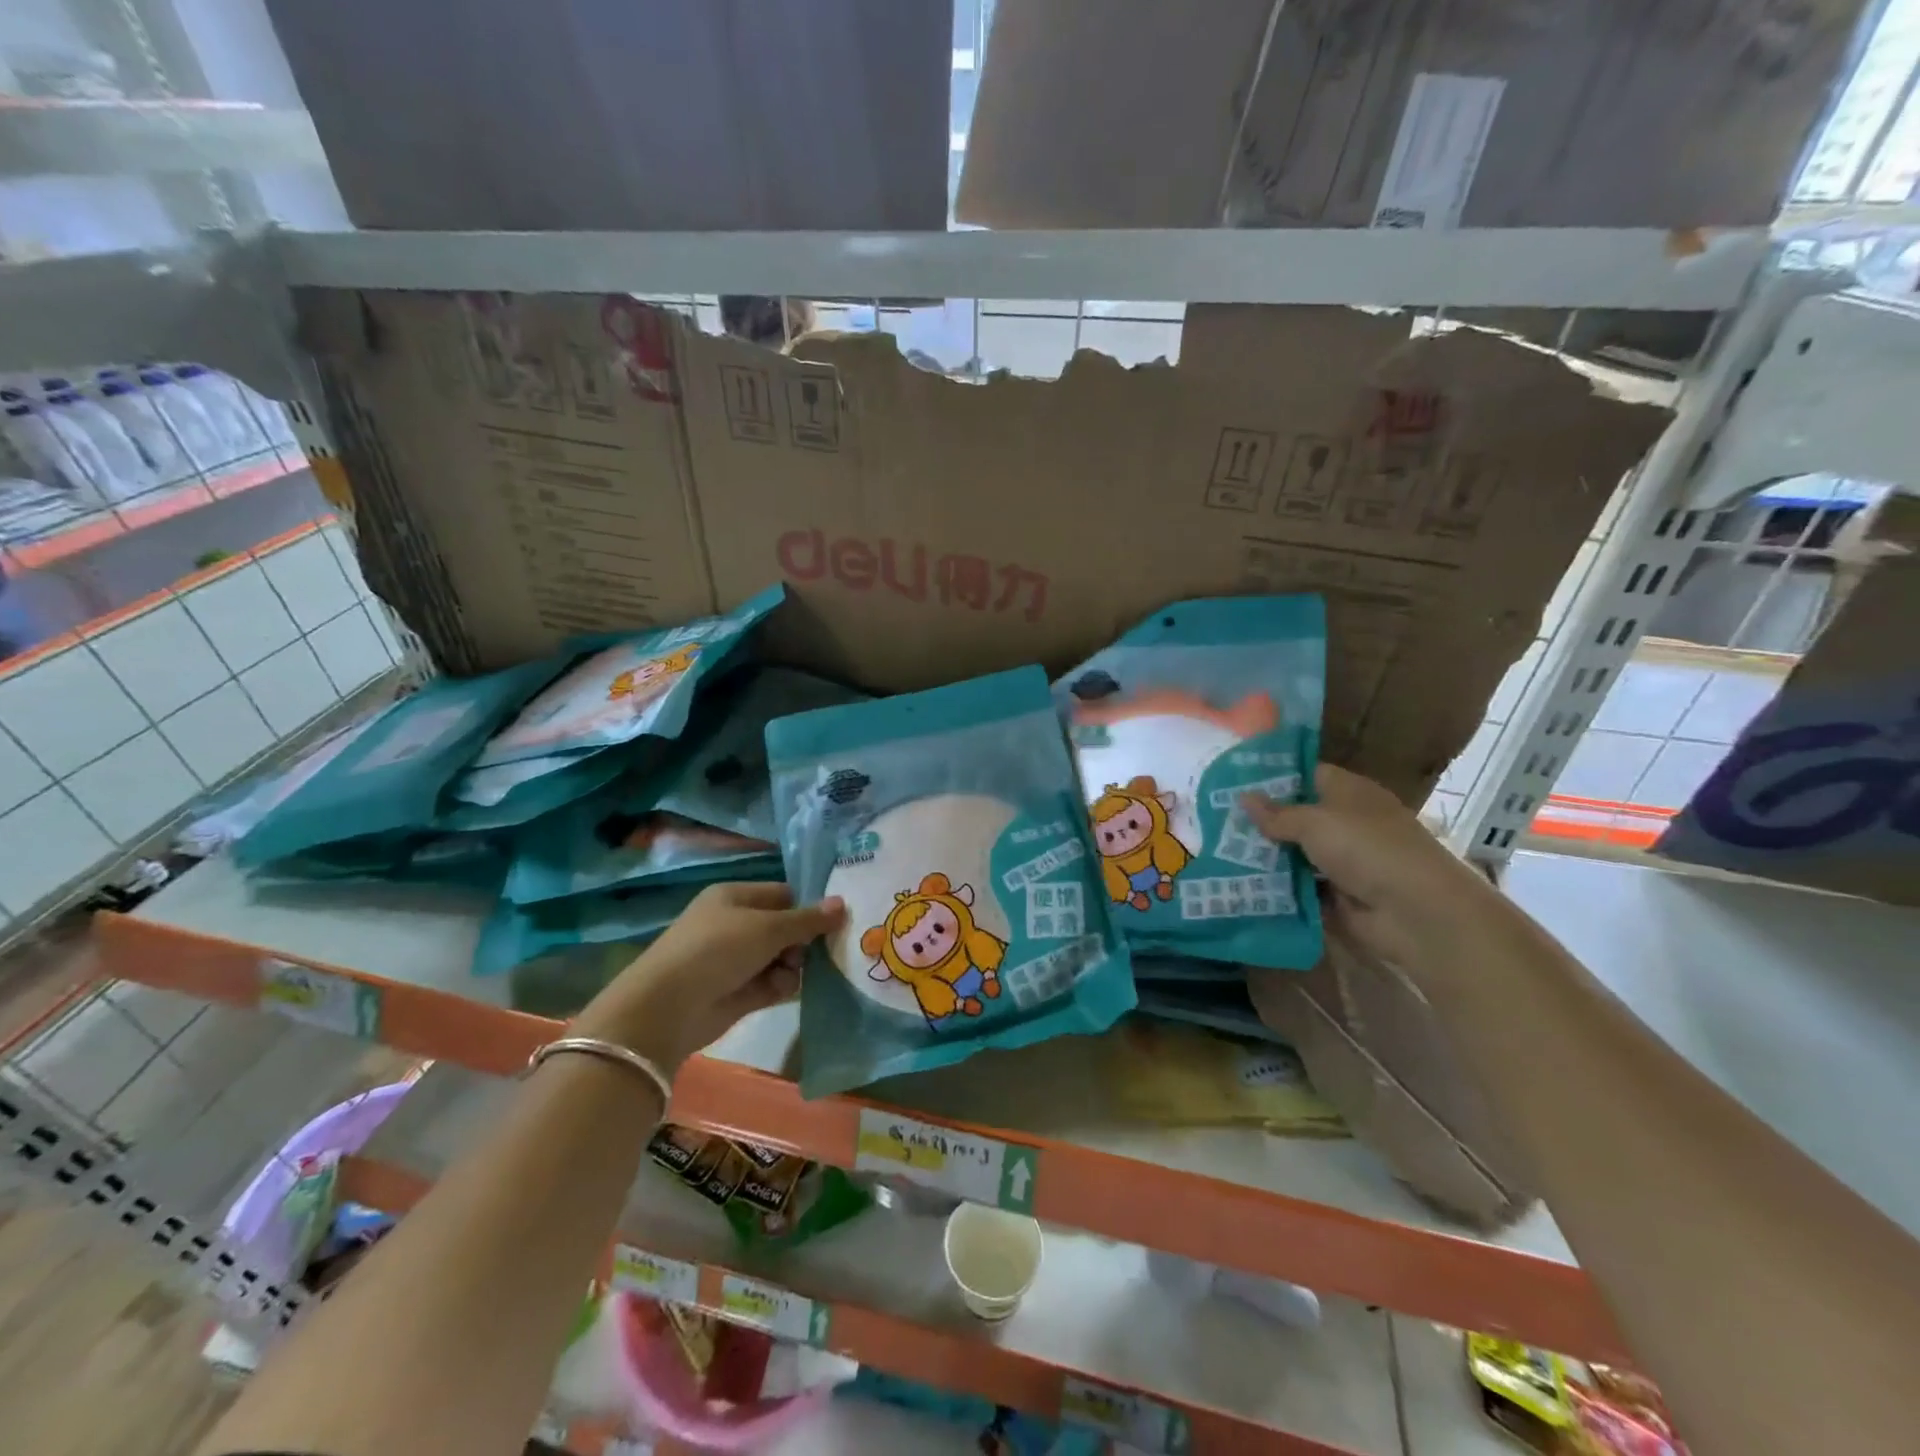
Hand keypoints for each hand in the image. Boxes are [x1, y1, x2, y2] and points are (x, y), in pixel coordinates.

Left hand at [570, 882, 845, 1073]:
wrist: (668, 1008)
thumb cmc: (717, 949)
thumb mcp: (767, 927)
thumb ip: (807, 919)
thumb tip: (842, 904)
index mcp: (735, 897)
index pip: (783, 894)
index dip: (808, 906)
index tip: (837, 920)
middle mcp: (736, 925)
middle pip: (786, 927)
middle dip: (805, 939)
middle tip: (824, 949)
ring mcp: (736, 960)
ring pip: (783, 957)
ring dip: (794, 965)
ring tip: (793, 972)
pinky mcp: (739, 992)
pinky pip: (773, 982)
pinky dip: (782, 985)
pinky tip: (782, 989)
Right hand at [1241, 763, 1510, 974]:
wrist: (1416, 913)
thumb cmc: (1367, 849)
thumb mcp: (1315, 822)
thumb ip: (1277, 813)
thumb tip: (1243, 797)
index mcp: (1349, 792)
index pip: (1306, 774)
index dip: (1272, 776)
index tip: (1231, 780)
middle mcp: (1347, 821)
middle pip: (1297, 815)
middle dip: (1260, 819)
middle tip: (1213, 818)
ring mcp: (1343, 860)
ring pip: (1295, 852)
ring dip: (1265, 855)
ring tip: (1217, 851)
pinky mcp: (1338, 894)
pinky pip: (1300, 885)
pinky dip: (1277, 886)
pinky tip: (1239, 883)